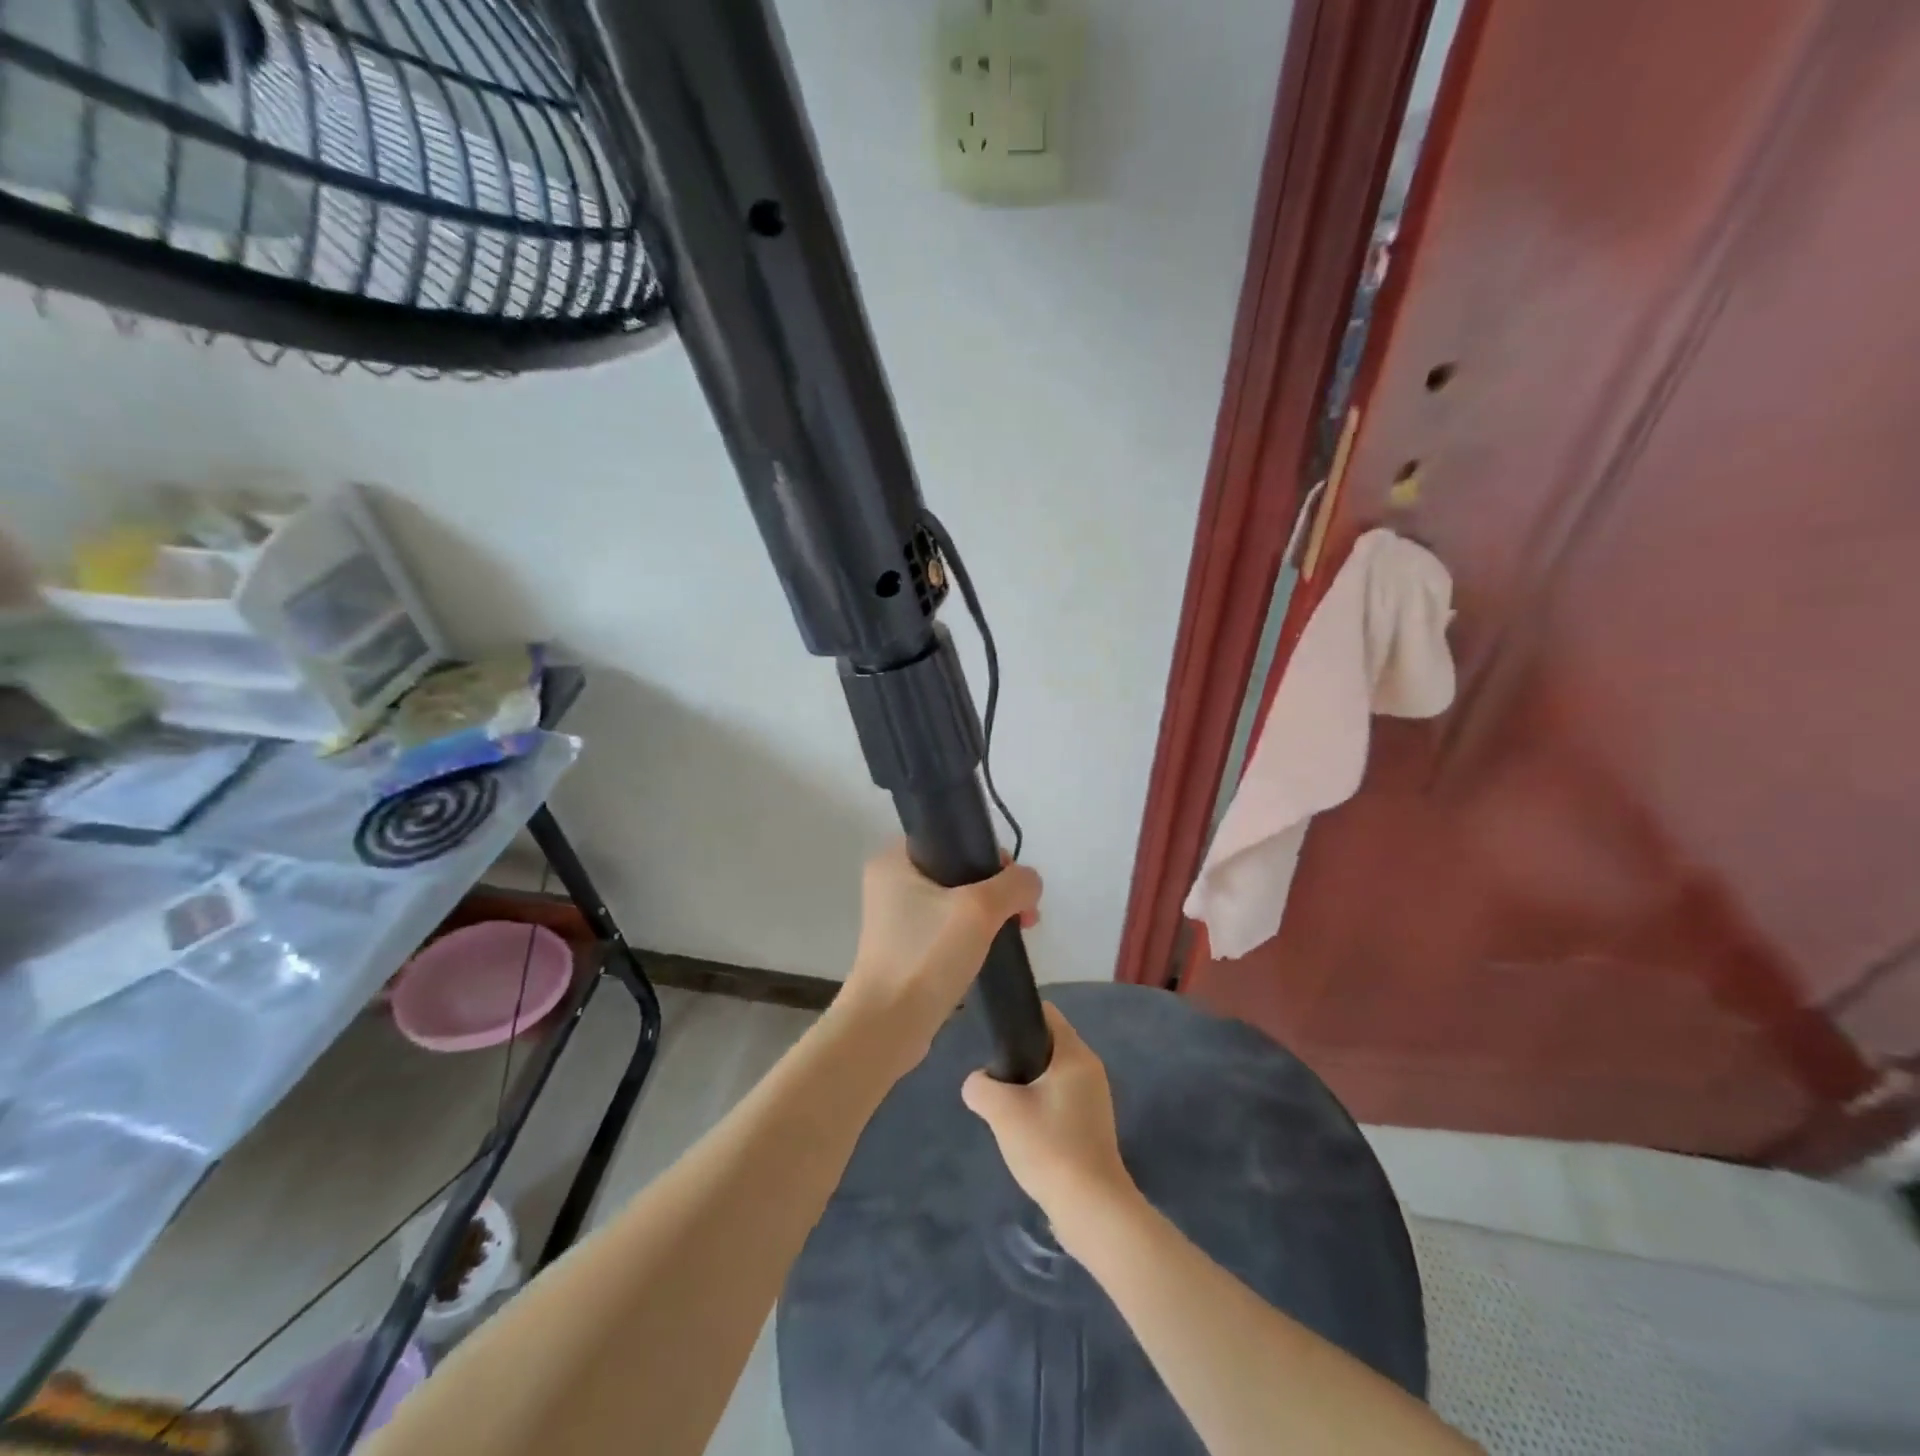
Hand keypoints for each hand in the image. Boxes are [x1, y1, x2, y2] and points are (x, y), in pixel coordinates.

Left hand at [836, 842, 1041, 1078]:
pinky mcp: (905, 949)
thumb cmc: (926, 955)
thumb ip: (1014, 885)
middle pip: (957, 870)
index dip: (987, 852)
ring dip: (988, 914)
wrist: (888, 1026)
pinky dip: (972, 936)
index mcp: (894, 859)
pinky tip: (992, 952)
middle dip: (996, 889)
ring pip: (955, 902)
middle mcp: (890, 883)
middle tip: (1023, 914)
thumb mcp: (979, 909)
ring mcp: (896, 919)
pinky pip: (946, 930)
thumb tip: (1030, 881)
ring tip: (1016, 934)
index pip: (949, 836)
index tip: (1012, 883)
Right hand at [962, 1003, 1138, 1244]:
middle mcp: (1091, 1069)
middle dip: (1019, 1059)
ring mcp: (1095, 1099)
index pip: (1046, 1014)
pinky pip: (1061, 1101)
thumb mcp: (1001, 1110)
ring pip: (1052, 1076)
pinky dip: (1042, 1110)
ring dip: (1029, 1088)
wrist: (1091, 1209)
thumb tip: (979, 1083)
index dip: (1018, 1019)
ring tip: (1008, 1112)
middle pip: (1047, 1045)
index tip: (995, 1040)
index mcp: (1075, 1054)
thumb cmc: (1049, 1146)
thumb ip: (980, 1086)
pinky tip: (1026, 1135)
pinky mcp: (1093, 1126)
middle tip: (997, 1083)